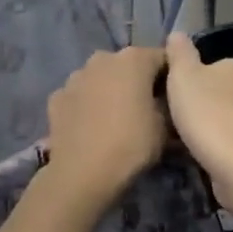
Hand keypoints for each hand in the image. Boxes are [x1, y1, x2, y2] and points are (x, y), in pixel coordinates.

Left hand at [42, 47, 169, 211]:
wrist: (82, 173)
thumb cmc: (132, 144)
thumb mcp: (165, 128)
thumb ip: (166, 106)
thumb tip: (162, 104)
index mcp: (134, 59)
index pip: (163, 58)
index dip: (171, 77)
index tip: (176, 97)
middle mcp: (103, 58)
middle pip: (128, 65)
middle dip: (137, 81)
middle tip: (146, 108)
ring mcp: (76, 76)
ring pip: (100, 78)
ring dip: (109, 91)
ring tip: (116, 119)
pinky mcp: (56, 97)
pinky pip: (80, 96)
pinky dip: (86, 105)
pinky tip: (91, 127)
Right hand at [163, 33, 232, 213]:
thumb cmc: (207, 113)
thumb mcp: (182, 75)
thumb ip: (180, 53)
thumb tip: (178, 33)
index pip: (220, 65)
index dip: (201, 77)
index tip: (184, 92)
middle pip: (232, 90)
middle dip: (215, 100)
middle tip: (189, 115)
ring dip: (224, 124)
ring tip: (199, 138)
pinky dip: (231, 145)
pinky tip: (214, 155)